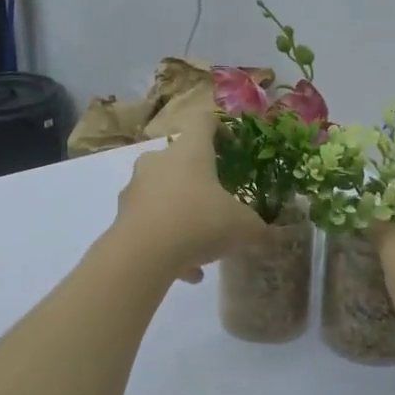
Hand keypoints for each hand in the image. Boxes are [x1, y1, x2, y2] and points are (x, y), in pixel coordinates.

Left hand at [111, 100, 263, 281]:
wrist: (142, 253)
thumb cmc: (198, 222)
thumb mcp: (242, 227)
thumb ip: (259, 228)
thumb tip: (272, 235)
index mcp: (190, 151)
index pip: (204, 121)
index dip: (220, 128)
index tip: (232, 145)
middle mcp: (159, 161)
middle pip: (180, 159)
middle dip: (199, 179)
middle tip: (217, 200)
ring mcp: (137, 187)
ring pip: (165, 194)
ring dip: (184, 215)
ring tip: (204, 248)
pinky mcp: (123, 215)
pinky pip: (152, 223)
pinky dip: (169, 242)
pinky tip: (186, 272)